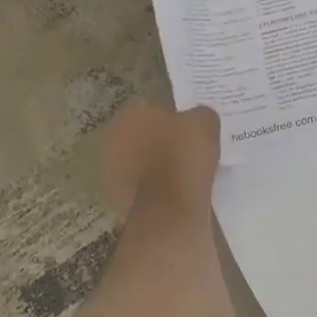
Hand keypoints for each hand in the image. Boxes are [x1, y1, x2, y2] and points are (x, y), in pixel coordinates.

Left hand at [101, 104, 220, 216]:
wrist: (169, 210)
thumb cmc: (184, 156)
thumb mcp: (206, 122)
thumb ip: (199, 113)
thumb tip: (197, 117)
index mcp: (131, 114)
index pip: (150, 106)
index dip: (170, 114)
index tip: (187, 124)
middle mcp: (113, 138)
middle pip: (139, 133)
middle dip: (157, 138)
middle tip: (183, 146)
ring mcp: (110, 171)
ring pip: (137, 160)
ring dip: (152, 163)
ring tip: (180, 170)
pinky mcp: (115, 199)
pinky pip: (138, 185)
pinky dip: (151, 186)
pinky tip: (172, 190)